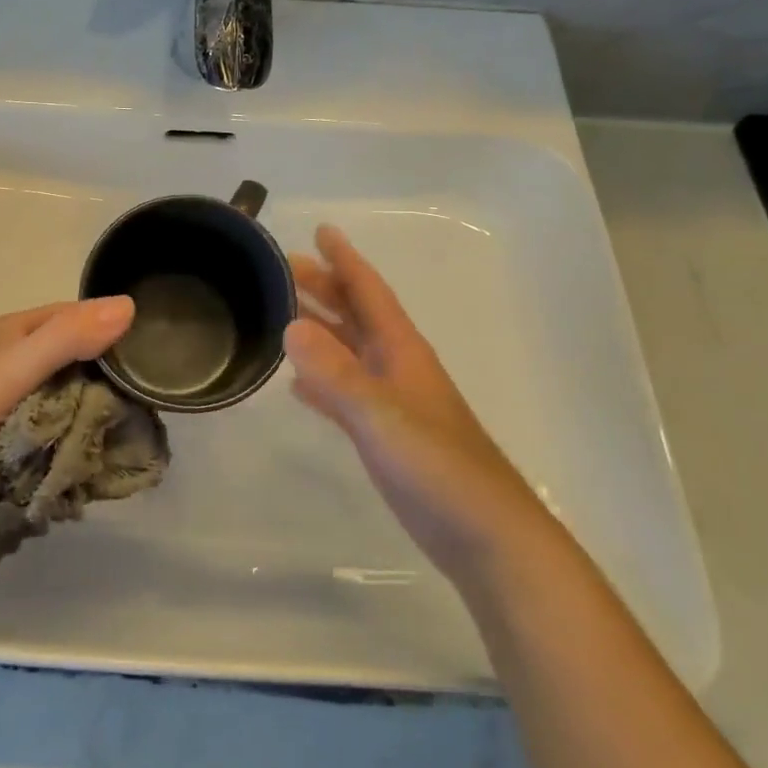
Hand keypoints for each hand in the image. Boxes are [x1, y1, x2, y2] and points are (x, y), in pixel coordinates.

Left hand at [0, 297, 135, 522]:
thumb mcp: (15, 365)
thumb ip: (69, 337)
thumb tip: (129, 304)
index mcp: (12, 333)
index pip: (73, 318)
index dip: (108, 328)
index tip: (149, 352)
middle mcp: (8, 363)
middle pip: (69, 363)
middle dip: (102, 383)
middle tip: (145, 408)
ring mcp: (1, 406)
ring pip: (57, 404)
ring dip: (84, 420)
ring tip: (126, 440)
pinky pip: (42, 438)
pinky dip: (62, 447)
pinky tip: (87, 463)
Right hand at [286, 225, 544, 578]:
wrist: (487, 537)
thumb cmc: (439, 468)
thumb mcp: (382, 415)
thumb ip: (336, 373)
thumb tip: (290, 325)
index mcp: (401, 350)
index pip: (368, 291)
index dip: (344, 259)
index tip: (320, 230)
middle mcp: (395, 367)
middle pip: (355, 314)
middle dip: (324, 287)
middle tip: (283, 268)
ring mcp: (391, 402)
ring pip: (348, 350)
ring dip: (318, 329)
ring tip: (281, 314)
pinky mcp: (385, 436)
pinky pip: (344, 393)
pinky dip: (321, 381)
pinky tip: (297, 385)